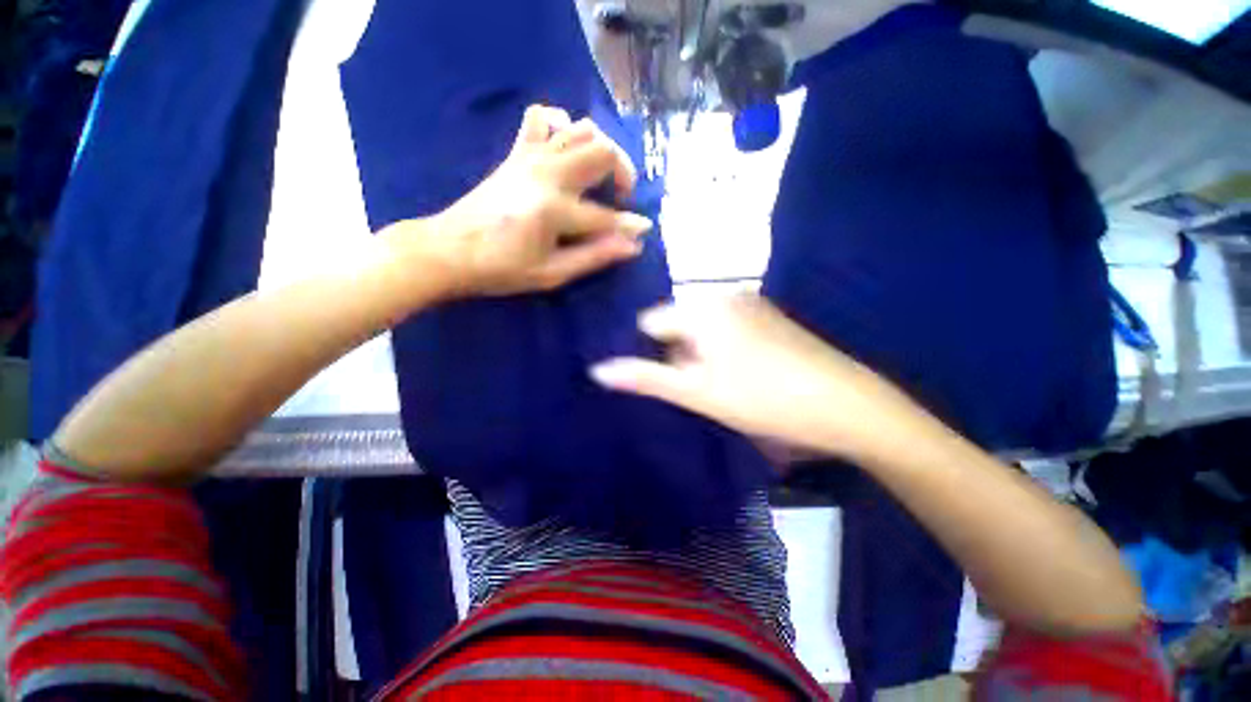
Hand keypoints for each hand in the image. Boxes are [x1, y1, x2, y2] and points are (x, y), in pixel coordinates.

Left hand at [407, 105, 654, 297]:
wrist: (449, 250)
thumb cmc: (501, 269)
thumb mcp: (551, 274)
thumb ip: (594, 256)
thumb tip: (632, 245)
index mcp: (554, 210)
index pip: (606, 216)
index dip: (630, 225)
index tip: (643, 231)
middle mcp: (547, 175)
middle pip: (602, 150)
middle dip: (623, 171)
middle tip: (620, 197)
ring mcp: (530, 157)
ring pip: (580, 129)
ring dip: (600, 148)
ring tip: (600, 176)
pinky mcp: (516, 153)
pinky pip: (542, 118)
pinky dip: (561, 124)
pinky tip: (566, 148)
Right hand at [590, 294, 910, 458]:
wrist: (847, 405)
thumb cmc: (764, 398)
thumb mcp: (697, 392)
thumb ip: (646, 378)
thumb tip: (597, 370)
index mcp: (702, 306)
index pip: (651, 322)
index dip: (649, 353)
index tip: (660, 380)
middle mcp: (724, 295)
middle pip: (677, 324)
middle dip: (675, 354)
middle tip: (692, 388)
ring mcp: (750, 304)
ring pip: (701, 328)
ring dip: (697, 355)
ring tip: (715, 386)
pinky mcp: (768, 319)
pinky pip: (726, 329)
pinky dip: (720, 350)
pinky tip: (740, 376)